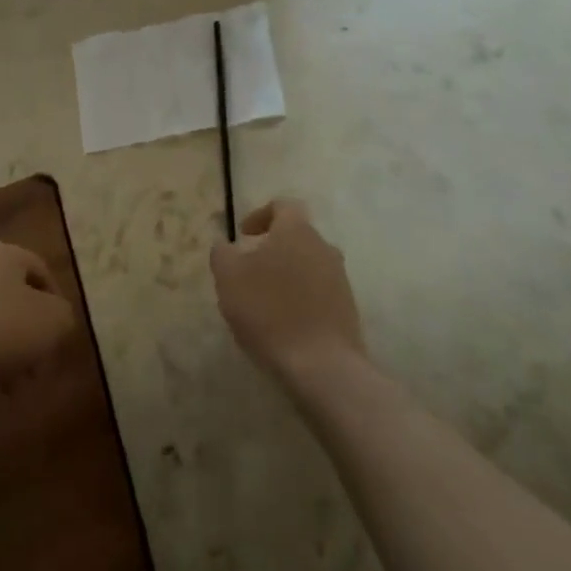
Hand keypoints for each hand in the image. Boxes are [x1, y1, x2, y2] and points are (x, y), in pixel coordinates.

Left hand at [0, 240, 74, 385]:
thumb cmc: (2, 328)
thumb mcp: (54, 322)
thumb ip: (63, 316)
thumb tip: (56, 319)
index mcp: (4, 253)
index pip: (40, 270)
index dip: (56, 303)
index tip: (61, 336)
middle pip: (13, 298)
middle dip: (30, 334)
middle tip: (39, 367)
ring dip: (6, 351)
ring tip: (14, 386)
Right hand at [211, 199, 365, 386]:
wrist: (321, 365)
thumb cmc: (268, 310)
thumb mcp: (228, 276)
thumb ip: (223, 252)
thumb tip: (227, 246)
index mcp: (297, 231)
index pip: (283, 206)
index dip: (260, 215)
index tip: (244, 235)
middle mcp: (323, 247)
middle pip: (297, 237)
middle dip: (273, 248)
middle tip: (249, 270)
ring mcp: (340, 279)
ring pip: (308, 265)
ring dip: (287, 274)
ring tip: (264, 300)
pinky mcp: (347, 309)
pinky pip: (319, 292)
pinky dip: (301, 298)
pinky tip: (284, 322)